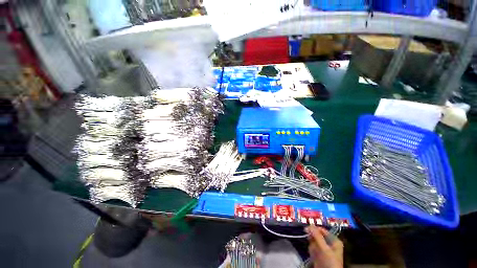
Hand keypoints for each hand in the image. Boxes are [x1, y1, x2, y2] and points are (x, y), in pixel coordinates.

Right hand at [306, 226, 342, 267]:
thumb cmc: (330, 261)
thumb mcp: (324, 248)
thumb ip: (317, 236)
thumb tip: (310, 225)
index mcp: (334, 240)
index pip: (322, 230)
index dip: (314, 229)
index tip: (306, 229)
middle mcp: (329, 243)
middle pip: (317, 236)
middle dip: (313, 239)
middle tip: (310, 241)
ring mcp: (324, 249)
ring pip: (314, 242)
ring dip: (312, 246)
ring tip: (315, 253)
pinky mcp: (319, 254)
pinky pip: (313, 248)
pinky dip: (312, 251)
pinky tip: (314, 256)